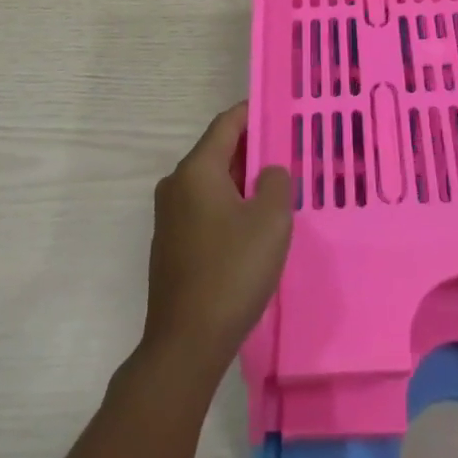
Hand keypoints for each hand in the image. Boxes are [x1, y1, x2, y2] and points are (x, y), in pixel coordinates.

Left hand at [141, 102, 292, 376]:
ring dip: (242, 181)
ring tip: (277, 189)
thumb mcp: (271, 220)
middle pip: (219, 151)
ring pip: (213, 182)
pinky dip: (229, 205)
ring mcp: (170, 216)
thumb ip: (277, 182)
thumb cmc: (231, 272)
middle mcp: (177, 184)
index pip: (227, 124)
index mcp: (197, 170)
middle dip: (253, 150)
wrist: (185, 346)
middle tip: (288, 152)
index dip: (254, 112)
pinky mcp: (171, 245)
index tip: (281, 111)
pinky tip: (252, 226)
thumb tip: (269, 173)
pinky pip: (205, 208)